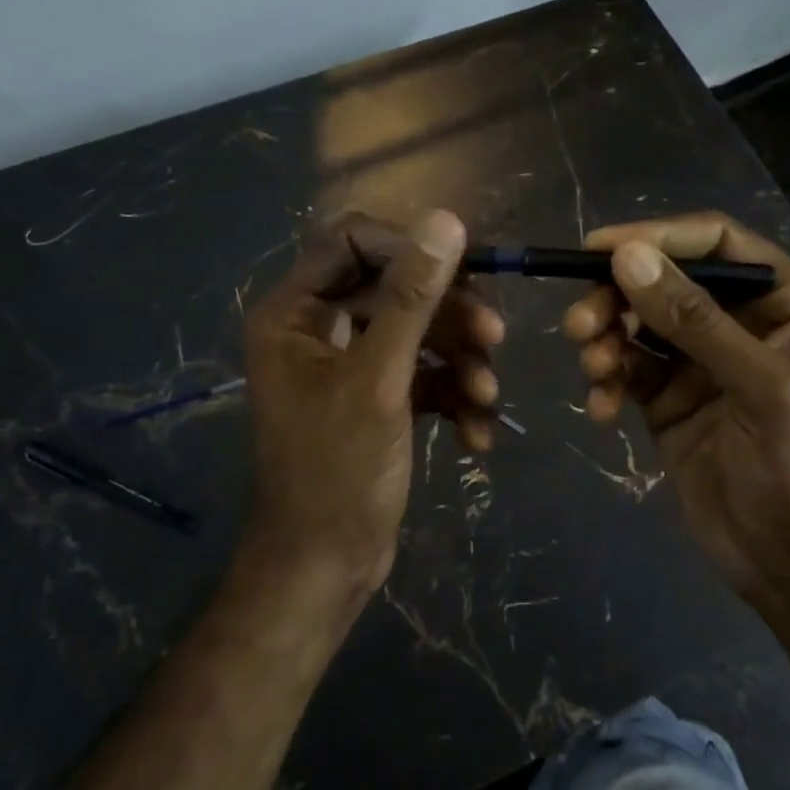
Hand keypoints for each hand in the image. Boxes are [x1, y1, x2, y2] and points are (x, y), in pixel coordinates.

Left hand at [243, 210, 501, 602]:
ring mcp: (348, 364)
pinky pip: (422, 374)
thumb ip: (413, 297)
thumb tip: (446, 220)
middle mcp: (317, 328)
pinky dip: (451, 396)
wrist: (326, 569)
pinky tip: (476, 434)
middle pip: (396, 288)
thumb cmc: (338, 471)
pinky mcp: (376, 397)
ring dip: (459, 361)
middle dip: (448, 315)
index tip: (465, 271)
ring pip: (417, 333)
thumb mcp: (380, 379)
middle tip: (494, 339)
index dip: (411, 249)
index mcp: (296, 312)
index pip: (354, 242)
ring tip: (487, 397)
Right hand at [563, 212, 789, 600]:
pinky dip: (607, 380)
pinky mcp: (668, 397)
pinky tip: (601, 408)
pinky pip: (626, 369)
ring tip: (593, 368)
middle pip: (665, 280)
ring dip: (606, 338)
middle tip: (579, 324)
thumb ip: (695, 321)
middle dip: (617, 297)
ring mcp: (700, 361)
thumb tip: (627, 257)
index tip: (599, 248)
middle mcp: (741, 322)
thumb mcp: (761, 389)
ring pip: (637, 322)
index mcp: (785, 304)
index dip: (658, 236)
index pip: (717, 242)